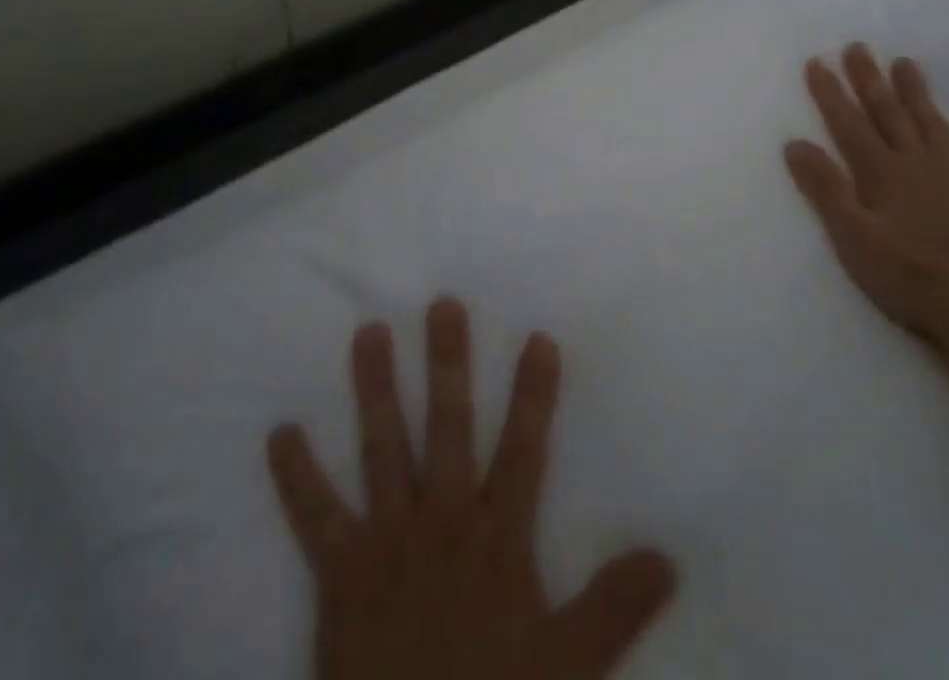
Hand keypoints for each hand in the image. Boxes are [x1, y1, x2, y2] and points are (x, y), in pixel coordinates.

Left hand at [266, 299, 677, 679]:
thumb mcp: (568, 668)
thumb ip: (614, 607)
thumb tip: (668, 556)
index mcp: (495, 540)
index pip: (523, 450)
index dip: (533, 394)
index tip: (537, 337)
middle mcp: (441, 523)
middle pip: (447, 428)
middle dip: (448, 364)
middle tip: (441, 304)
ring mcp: (386, 542)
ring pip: (382, 449)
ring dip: (376, 389)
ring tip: (369, 332)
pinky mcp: (340, 573)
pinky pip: (314, 517)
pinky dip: (295, 476)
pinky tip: (280, 432)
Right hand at [784, 44, 948, 353]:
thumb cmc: (904, 274)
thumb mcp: (851, 235)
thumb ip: (825, 188)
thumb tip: (795, 143)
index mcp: (881, 172)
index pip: (848, 123)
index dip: (830, 92)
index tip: (817, 61)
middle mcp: (915, 163)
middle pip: (888, 113)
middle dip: (870, 79)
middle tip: (858, 47)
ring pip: (930, 124)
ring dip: (916, 93)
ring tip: (906, 63)